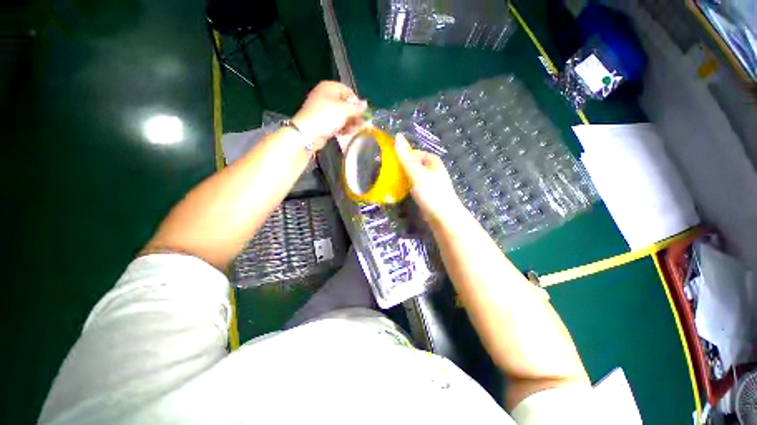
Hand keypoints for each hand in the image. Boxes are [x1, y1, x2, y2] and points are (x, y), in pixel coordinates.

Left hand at [292, 81, 367, 149]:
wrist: (309, 133)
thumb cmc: (326, 116)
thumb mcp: (345, 110)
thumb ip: (357, 108)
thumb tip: (366, 104)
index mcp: (329, 87)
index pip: (348, 91)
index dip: (357, 102)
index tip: (362, 113)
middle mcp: (326, 96)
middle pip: (345, 104)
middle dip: (354, 115)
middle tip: (362, 124)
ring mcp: (324, 110)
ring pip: (341, 115)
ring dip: (350, 123)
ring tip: (355, 130)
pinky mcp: (323, 122)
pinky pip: (336, 123)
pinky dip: (343, 127)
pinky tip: (347, 133)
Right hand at [394, 134, 461, 222]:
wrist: (443, 217)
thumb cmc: (431, 193)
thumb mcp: (417, 173)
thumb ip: (406, 157)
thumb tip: (398, 135)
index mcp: (431, 160)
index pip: (412, 152)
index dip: (400, 155)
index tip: (386, 161)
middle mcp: (431, 169)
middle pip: (412, 164)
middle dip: (399, 167)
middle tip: (385, 172)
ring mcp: (429, 182)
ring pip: (411, 175)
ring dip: (401, 177)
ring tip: (388, 181)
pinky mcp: (426, 193)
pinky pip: (413, 185)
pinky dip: (405, 186)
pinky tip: (397, 191)